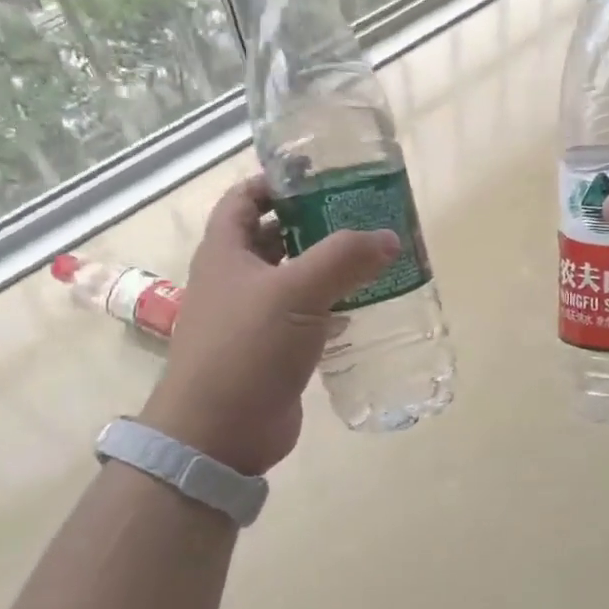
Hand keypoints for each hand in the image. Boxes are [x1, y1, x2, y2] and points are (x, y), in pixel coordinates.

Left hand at [140, 176, 398, 474]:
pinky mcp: (273, 351)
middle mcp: (235, 280)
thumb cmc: (247, 349)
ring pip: (292, 279)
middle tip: (360, 215)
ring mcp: (253, 318)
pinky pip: (305, 317)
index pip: (244, 198)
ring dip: (326, 267)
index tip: (320, 176)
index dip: (276, 182)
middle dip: (313, 223)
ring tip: (372, 256)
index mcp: (226, 252)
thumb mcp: (296, 293)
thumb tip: (389, 237)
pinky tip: (363, 307)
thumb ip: (344, 259)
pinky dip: (331, 307)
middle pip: (274, 236)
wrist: (219, 432)